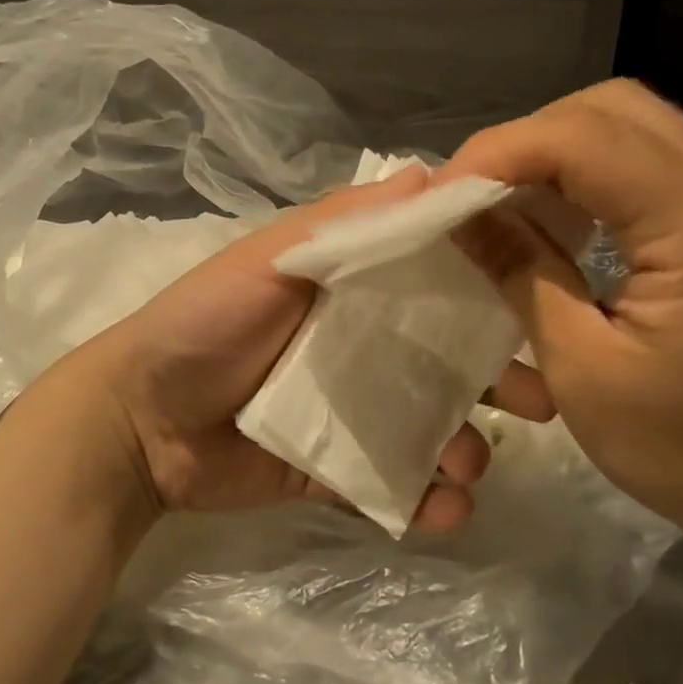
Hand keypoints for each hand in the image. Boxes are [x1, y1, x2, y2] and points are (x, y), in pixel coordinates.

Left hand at [65, 168, 553, 528]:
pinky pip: (389, 485)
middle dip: (498, 380)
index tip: (541, 303)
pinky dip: (422, 500)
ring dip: (464, 446)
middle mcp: (360, 349)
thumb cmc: (205, 326)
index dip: (488, 291)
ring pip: (427, 427)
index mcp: (352, 293)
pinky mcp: (332, 470)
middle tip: (543, 402)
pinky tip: (445, 510)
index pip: (434, 284)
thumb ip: (345, 226)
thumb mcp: (270, 263)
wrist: (139, 423)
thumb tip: (431, 173)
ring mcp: (349, 414)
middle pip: (444, 361)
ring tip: (470, 464)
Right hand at [438, 80, 682, 555]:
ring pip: (630, 127)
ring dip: (555, 151)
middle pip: (612, 109)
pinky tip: (556, 220)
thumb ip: (522, 275)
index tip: (440, 195)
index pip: (583, 138)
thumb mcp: (583, 369)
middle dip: (527, 139)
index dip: (499, 152)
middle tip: (473, 194)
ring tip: (504, 202)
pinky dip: (586, 174)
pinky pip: (645, 165)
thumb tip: (461, 215)